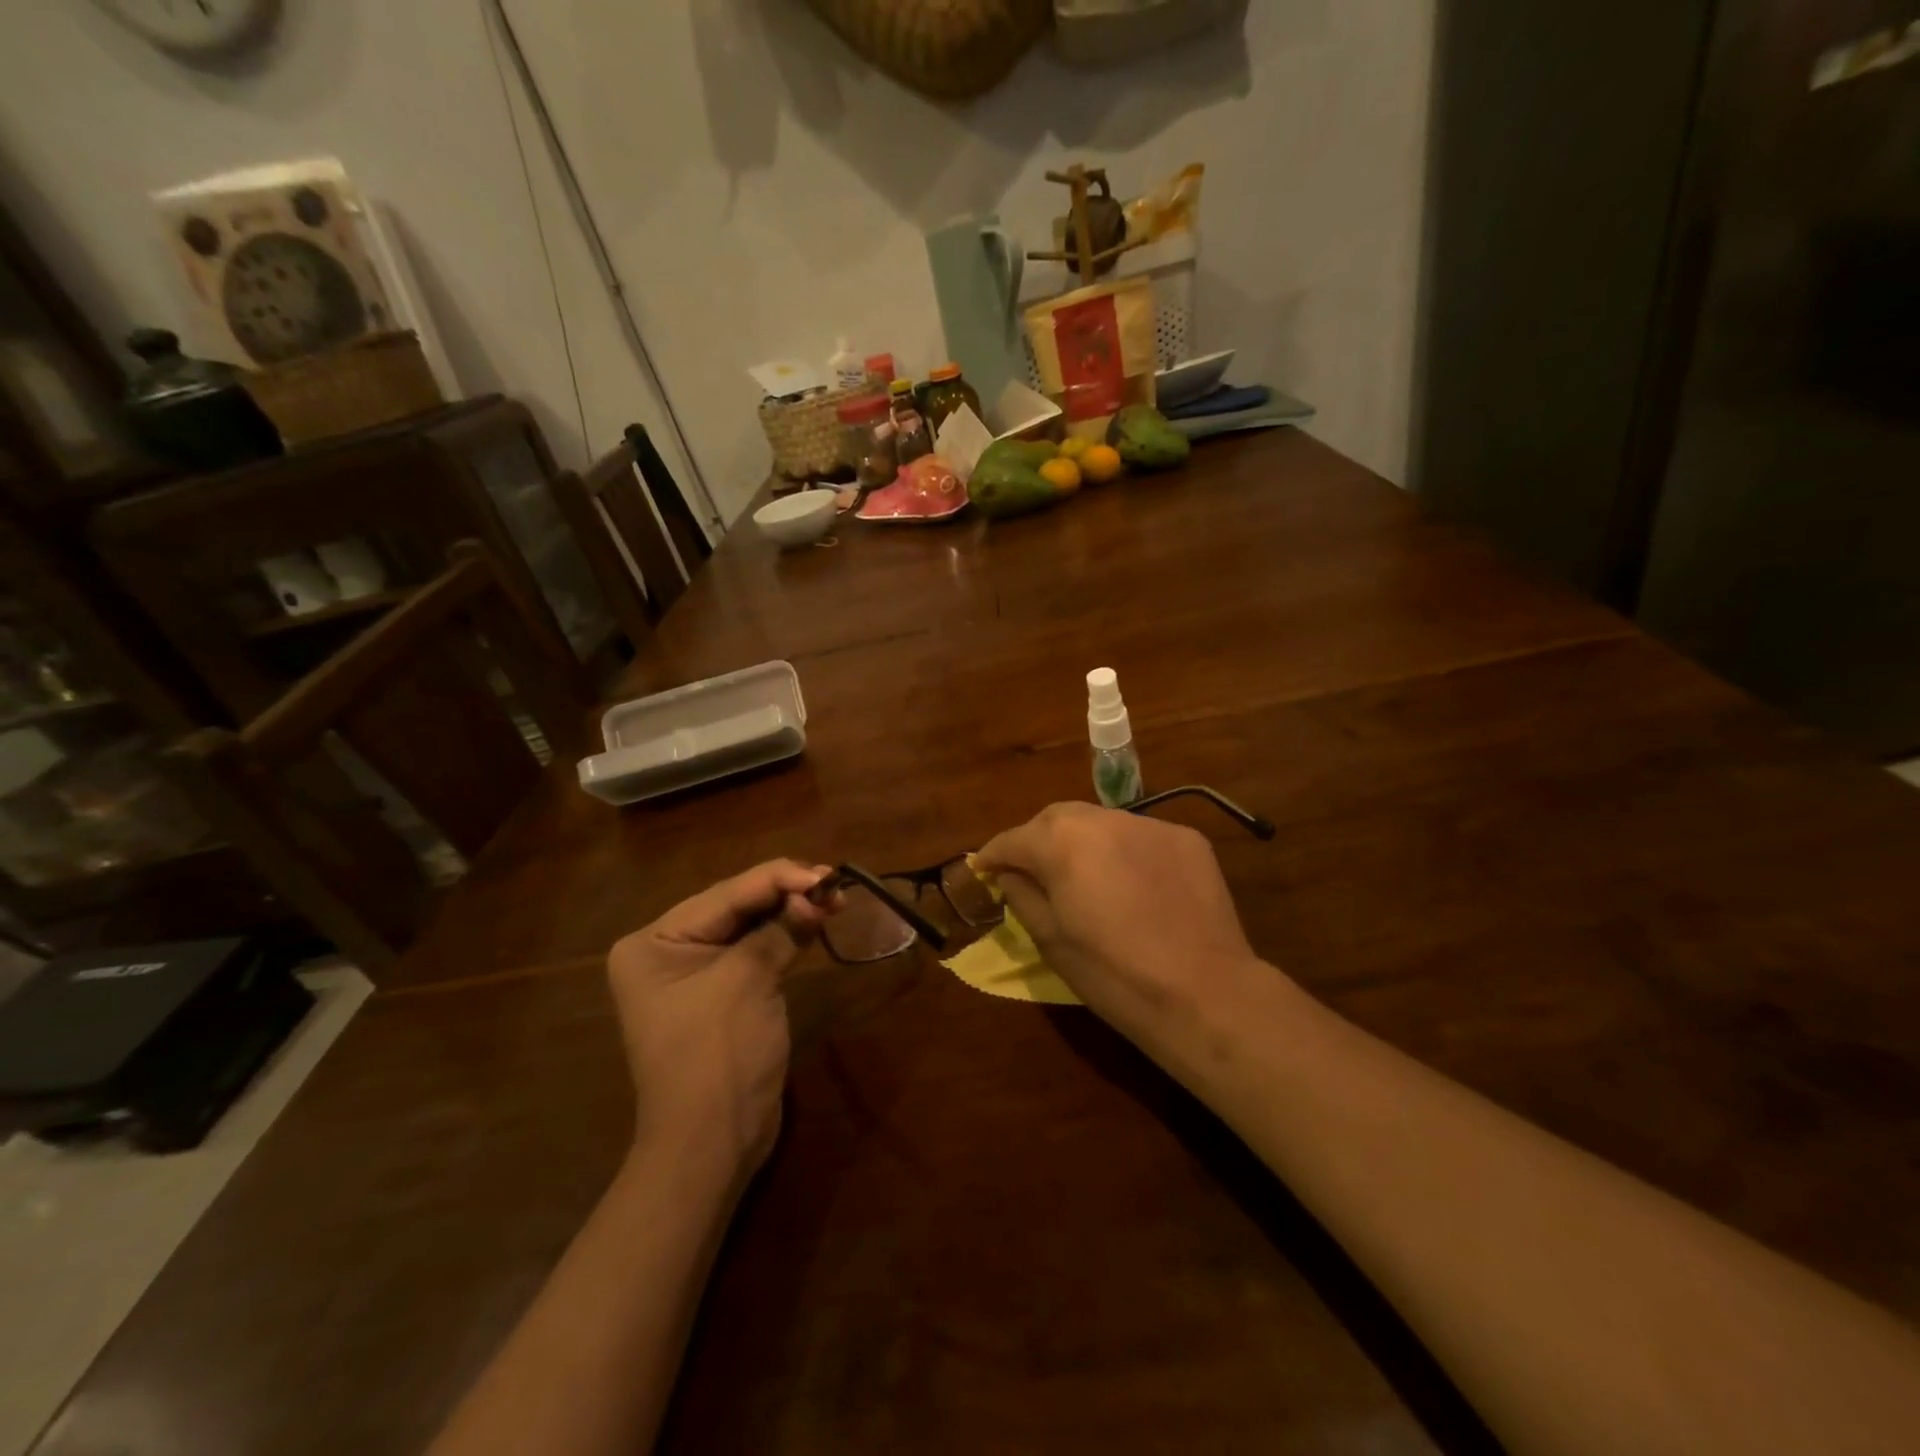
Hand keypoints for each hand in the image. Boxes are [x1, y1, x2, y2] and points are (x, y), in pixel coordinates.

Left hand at [606, 861, 834, 1185]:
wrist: (711, 1147)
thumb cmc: (717, 1057)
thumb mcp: (747, 982)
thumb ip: (780, 930)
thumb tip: (817, 894)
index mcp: (654, 941)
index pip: (725, 894)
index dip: (778, 879)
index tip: (826, 873)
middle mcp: (667, 950)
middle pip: (736, 907)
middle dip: (786, 893)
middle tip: (835, 883)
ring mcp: (694, 974)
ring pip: (750, 927)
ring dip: (791, 912)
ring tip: (835, 898)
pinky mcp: (722, 994)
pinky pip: (756, 952)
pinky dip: (786, 937)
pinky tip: (815, 922)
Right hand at [977, 803, 1264, 1053]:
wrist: (1203, 994)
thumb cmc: (1112, 974)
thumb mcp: (1050, 940)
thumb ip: (1021, 895)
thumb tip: (1010, 874)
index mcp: (1061, 841)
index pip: (1013, 839)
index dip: (993, 855)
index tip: (982, 869)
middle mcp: (1103, 818)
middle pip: (1056, 819)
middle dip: (1037, 841)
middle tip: (1031, 871)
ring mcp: (1150, 824)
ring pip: (1101, 823)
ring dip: (1083, 843)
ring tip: (1085, 878)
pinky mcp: (1187, 838)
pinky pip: (1141, 838)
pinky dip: (1126, 853)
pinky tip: (1132, 885)